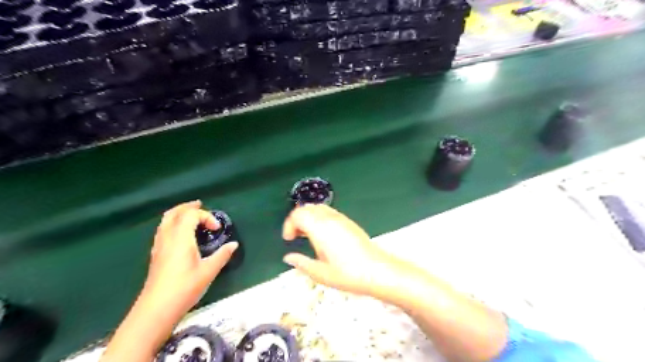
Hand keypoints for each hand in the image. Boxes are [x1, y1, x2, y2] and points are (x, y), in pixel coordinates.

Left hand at [142, 201, 239, 316]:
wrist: (156, 310)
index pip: (191, 215)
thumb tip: (233, 245)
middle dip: (187, 207)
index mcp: (180, 239)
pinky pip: (163, 230)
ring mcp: (159, 246)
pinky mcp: (156, 255)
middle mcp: (167, 238)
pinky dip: (173, 224)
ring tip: (191, 216)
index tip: (217, 229)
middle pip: (174, 213)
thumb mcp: (208, 271)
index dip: (206, 216)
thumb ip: (222, 255)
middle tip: (200, 205)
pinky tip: (181, 234)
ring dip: (178, 214)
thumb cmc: (184, 288)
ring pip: (165, 221)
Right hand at [282, 203, 398, 296]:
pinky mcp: (348, 222)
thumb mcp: (321, 274)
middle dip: (296, 219)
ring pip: (318, 208)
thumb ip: (302, 263)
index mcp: (320, 228)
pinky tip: (322, 235)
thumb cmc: (348, 274)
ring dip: (308, 217)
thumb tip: (289, 258)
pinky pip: (328, 212)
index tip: (289, 239)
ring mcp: (341, 218)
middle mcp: (330, 219)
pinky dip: (319, 218)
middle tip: (295, 236)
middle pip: (307, 207)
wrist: (377, 270)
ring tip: (307, 236)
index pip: (298, 214)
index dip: (289, 224)